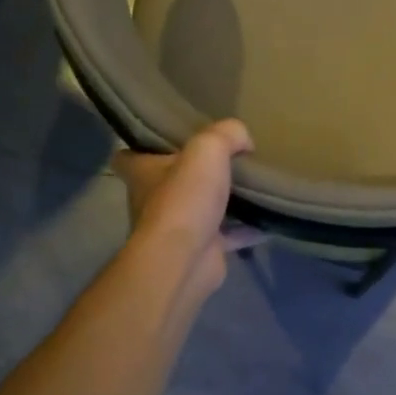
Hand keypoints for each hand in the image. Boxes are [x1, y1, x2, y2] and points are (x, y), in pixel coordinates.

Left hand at [112, 120, 256, 294]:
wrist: (185, 260)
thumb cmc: (185, 199)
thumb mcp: (208, 149)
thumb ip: (227, 134)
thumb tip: (244, 139)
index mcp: (143, 173)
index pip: (128, 157)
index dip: (143, 147)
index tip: (168, 140)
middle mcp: (153, 201)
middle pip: (169, 182)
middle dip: (193, 173)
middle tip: (225, 159)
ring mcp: (177, 229)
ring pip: (199, 209)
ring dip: (221, 202)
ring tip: (251, 186)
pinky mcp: (201, 250)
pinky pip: (227, 235)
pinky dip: (246, 229)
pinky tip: (268, 220)